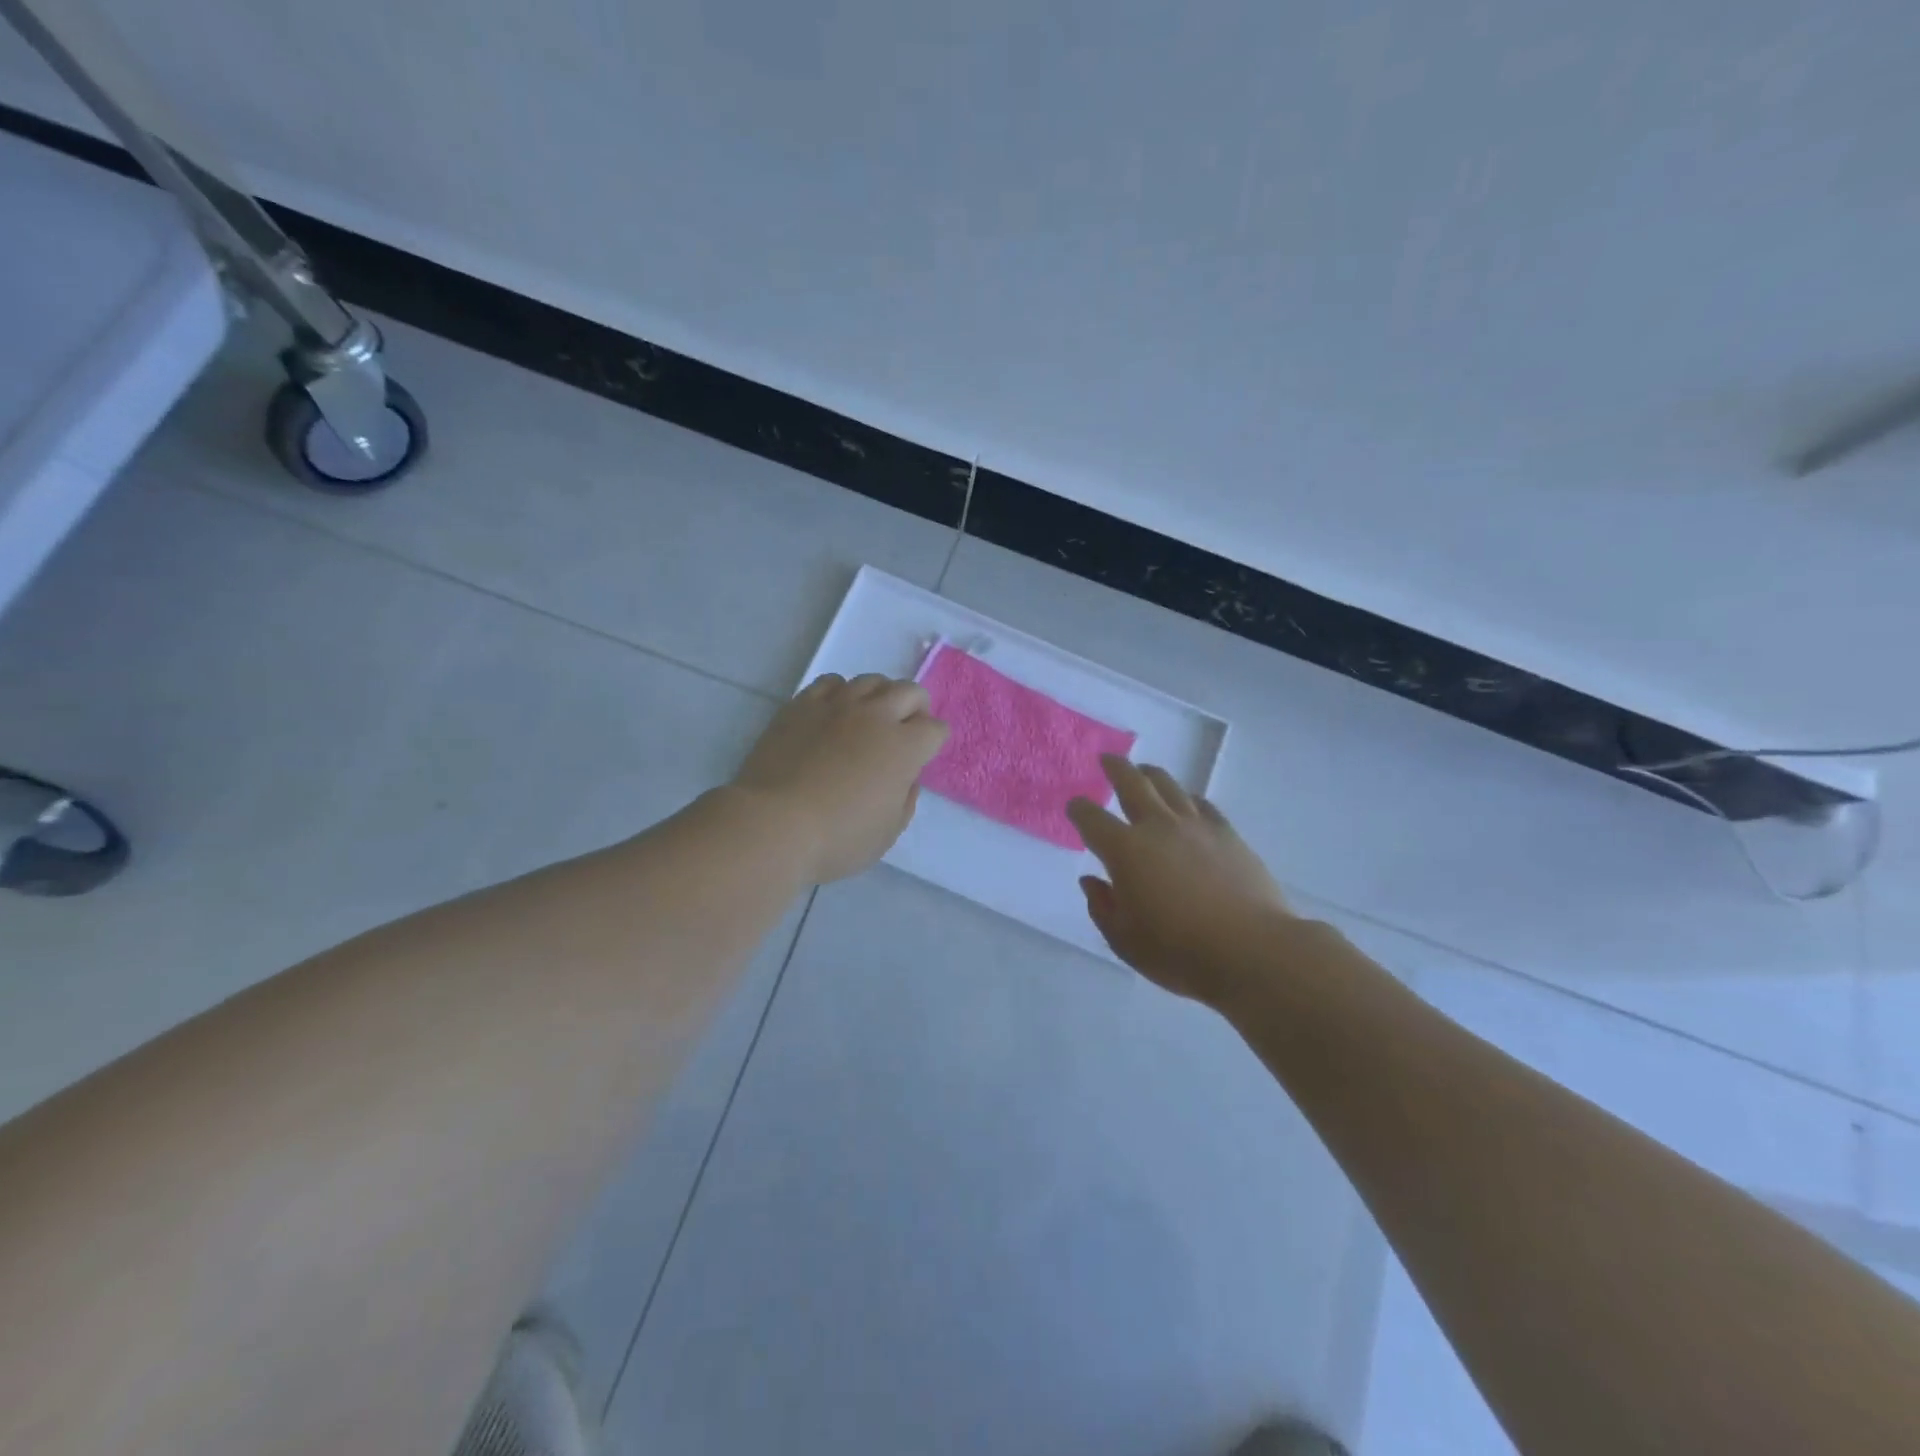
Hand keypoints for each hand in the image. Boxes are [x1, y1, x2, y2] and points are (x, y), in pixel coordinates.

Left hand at [729, 672, 948, 883]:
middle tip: (905, 729)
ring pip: (871, 681)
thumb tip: (905, 777)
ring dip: (880, 696)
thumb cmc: (838, 838)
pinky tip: (834, 712)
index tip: (923, 756)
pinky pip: (831, 682)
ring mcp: (837, 705)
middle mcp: (876, 716)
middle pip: (909, 692)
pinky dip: (841, 693)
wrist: (773, 824)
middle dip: (916, 708)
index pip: (935, 729)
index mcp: (904, 747)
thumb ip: (905, 799)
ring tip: (869, 717)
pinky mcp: (802, 704)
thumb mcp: (888, 832)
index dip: (934, 741)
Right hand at [1067, 756, 1294, 1007]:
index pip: (1092, 820)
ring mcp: (1196, 826)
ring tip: (1144, 771)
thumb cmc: (1179, 951)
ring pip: (1169, 786)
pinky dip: (1187, 798)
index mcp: (1125, 851)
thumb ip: (1103, 907)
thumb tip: (1091, 881)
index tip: (1074, 806)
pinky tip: (1187, 801)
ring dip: (1151, 775)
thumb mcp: (1125, 940)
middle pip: (1132, 784)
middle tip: (1107, 759)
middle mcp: (1158, 827)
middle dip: (1116, 768)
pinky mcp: (1228, 834)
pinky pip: (1202, 804)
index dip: (1079, 810)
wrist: (1252, 950)